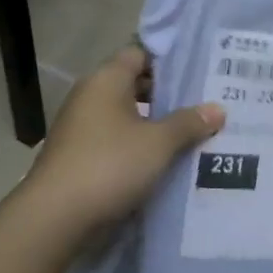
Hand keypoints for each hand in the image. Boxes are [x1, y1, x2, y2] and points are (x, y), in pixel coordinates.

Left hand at [22, 43, 223, 235]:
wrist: (55, 218)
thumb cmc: (110, 165)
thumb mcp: (159, 143)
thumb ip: (189, 123)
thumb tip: (217, 109)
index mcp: (106, 80)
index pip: (139, 54)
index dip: (168, 61)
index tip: (198, 72)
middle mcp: (89, 96)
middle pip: (133, 85)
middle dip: (166, 96)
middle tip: (202, 104)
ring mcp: (79, 128)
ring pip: (124, 116)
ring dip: (152, 125)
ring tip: (190, 135)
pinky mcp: (77, 157)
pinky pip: (114, 141)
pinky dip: (136, 147)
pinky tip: (162, 162)